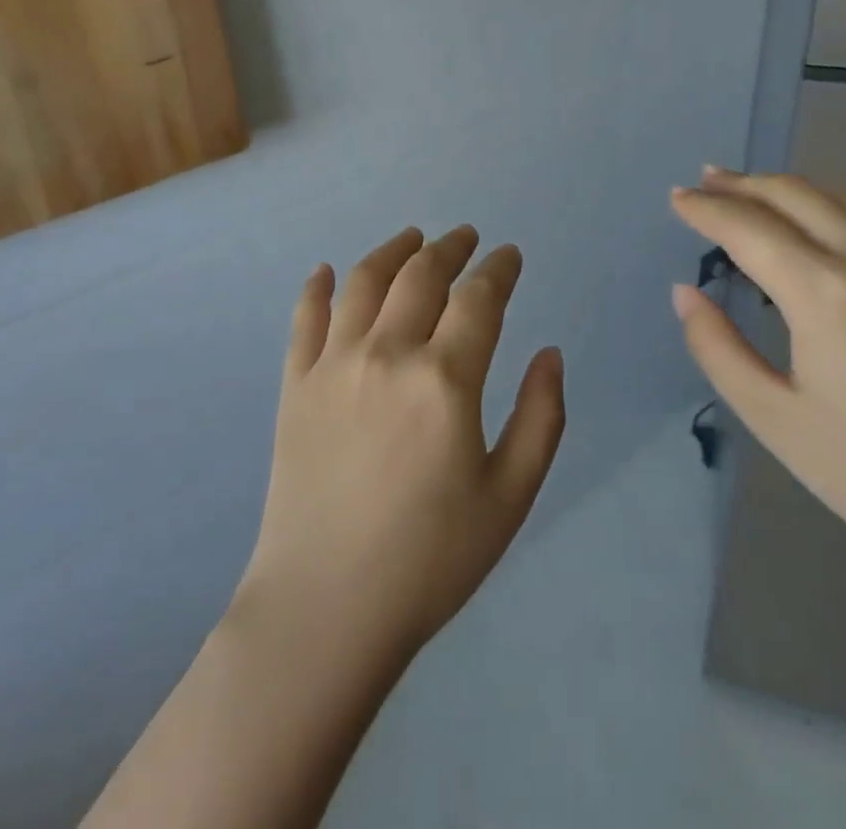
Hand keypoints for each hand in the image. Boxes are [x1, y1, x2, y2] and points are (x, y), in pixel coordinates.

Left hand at [234, 225, 566, 662]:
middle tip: (466, 237)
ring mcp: (334, 364)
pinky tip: (324, 271)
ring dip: (393, 250)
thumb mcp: (510, 497)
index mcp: (445, 379)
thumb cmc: (430, 559)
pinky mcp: (295, 384)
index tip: (509, 256)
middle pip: (422, 274)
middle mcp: (388, 353)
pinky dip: (315, 287)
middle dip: (451, 247)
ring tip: (411, 238)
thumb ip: (540, 418)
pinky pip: (304, 318)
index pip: (479, 298)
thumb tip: (550, 353)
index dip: (499, 269)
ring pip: (364, 281)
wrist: (326, 607)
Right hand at [670, 169, 845, 595]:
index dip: (706, 209)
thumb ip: (717, 348)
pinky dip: (844, 203)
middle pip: (796, 196)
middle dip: (743, 184)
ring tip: (758, 190)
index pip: (748, 228)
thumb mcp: (775, 421)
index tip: (677, 198)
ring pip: (845, 197)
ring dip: (792, 187)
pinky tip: (834, 217)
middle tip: (706, 181)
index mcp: (825, 294)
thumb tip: (686, 293)